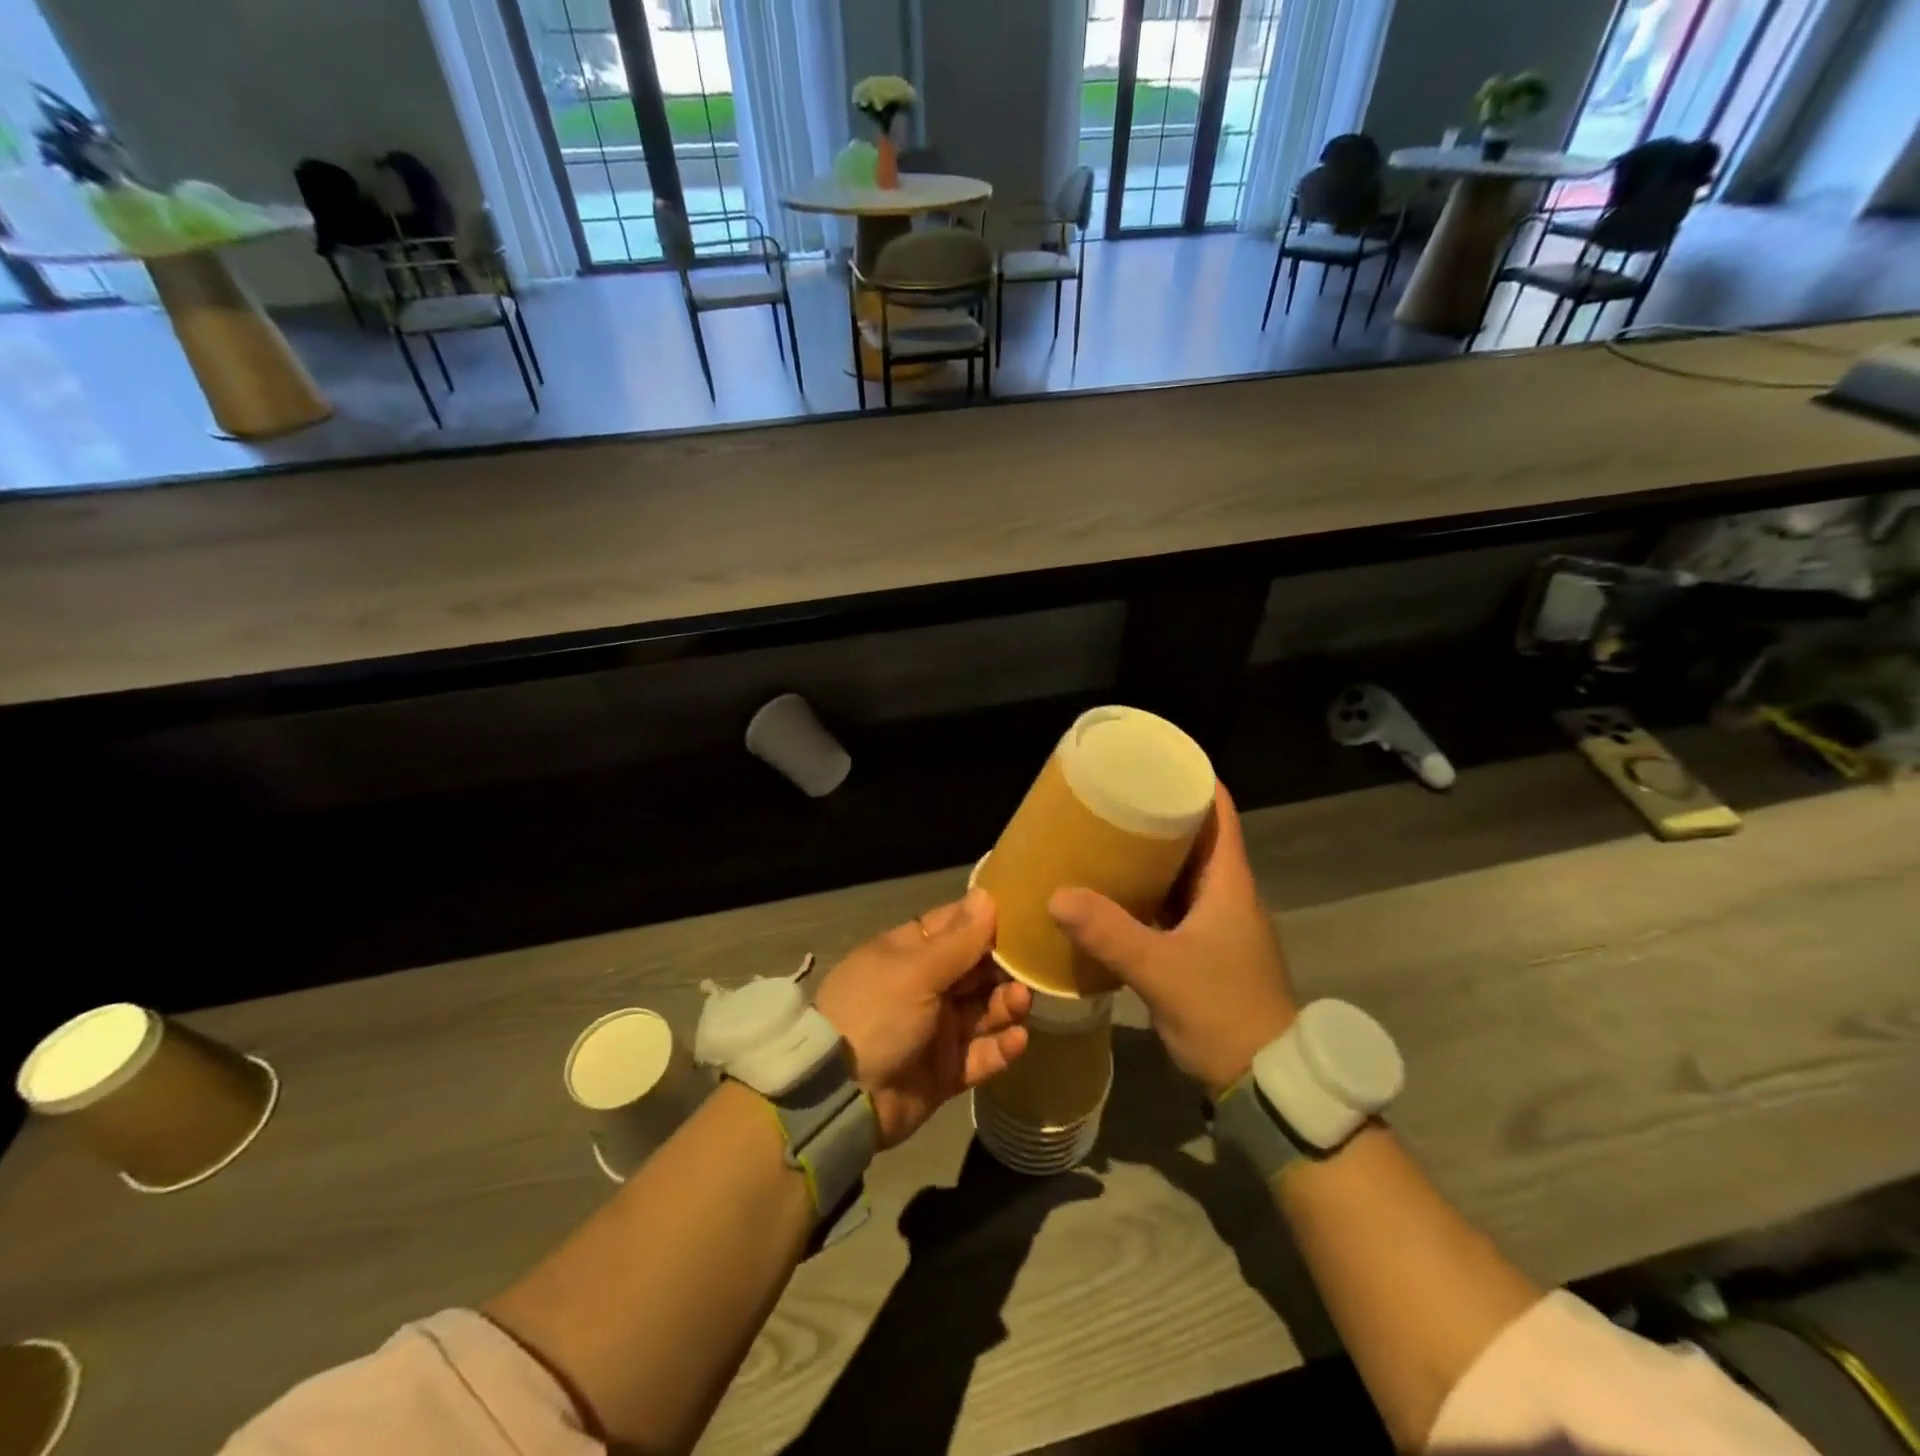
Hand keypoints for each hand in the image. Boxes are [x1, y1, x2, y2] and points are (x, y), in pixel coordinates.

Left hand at [815, 889, 1031, 1147]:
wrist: (840, 1098)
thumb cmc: (876, 1015)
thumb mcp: (915, 971)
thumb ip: (958, 940)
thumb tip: (987, 895)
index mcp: (908, 954)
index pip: (954, 927)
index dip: (987, 922)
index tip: (1024, 918)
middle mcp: (924, 987)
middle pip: (975, 969)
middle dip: (1003, 968)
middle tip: (1030, 969)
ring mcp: (935, 1030)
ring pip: (983, 1011)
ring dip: (1005, 1005)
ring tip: (1020, 1003)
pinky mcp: (946, 1070)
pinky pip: (981, 1055)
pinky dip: (1000, 1048)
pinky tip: (1018, 1039)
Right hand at [1049, 784, 1295, 1096]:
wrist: (1262, 1080)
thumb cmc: (1222, 1011)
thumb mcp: (1161, 969)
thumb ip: (1109, 933)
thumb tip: (1056, 894)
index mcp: (1230, 883)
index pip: (1219, 812)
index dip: (1191, 780)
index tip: (1151, 760)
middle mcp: (1227, 894)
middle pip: (1196, 838)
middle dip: (1158, 815)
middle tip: (1111, 798)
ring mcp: (1218, 924)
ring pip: (1183, 873)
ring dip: (1150, 856)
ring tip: (1104, 838)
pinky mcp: (1205, 949)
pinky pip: (1173, 905)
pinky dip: (1147, 893)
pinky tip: (1112, 895)